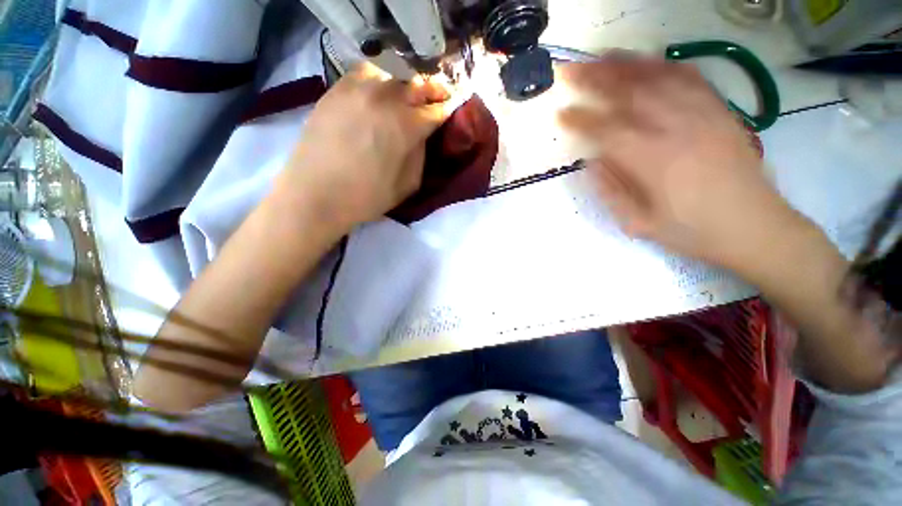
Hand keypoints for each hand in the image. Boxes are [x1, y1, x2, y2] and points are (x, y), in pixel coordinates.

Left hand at [278, 62, 451, 231]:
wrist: (315, 195)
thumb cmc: (366, 197)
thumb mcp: (407, 185)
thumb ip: (420, 156)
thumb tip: (422, 136)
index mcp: (406, 126)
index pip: (437, 110)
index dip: (449, 109)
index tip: (455, 108)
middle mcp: (385, 99)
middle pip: (418, 85)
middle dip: (434, 91)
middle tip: (440, 97)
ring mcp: (358, 89)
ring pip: (393, 74)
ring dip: (408, 84)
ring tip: (411, 95)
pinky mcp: (336, 90)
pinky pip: (366, 73)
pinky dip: (381, 78)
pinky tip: (381, 91)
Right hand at [559, 56, 802, 270]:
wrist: (754, 226)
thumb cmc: (691, 231)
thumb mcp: (638, 223)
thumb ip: (610, 190)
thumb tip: (591, 161)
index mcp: (652, 161)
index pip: (606, 130)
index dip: (579, 120)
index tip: (561, 113)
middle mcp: (676, 129)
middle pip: (629, 93)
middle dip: (596, 80)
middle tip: (572, 71)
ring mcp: (702, 114)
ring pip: (658, 78)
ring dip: (625, 65)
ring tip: (601, 57)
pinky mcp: (719, 111)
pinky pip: (689, 78)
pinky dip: (663, 66)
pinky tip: (646, 62)